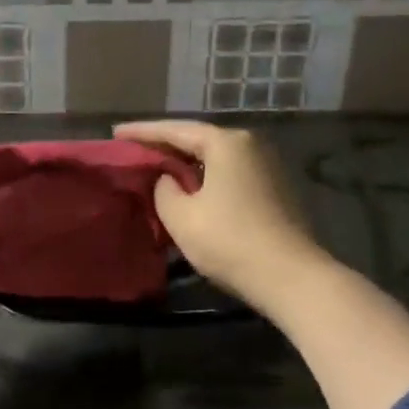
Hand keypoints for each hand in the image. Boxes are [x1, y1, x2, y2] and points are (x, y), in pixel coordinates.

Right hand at [113, 119, 324, 311]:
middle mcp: (250, 145)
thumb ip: (164, 190)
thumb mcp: (181, 216)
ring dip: (186, 163)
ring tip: (156, 168)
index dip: (142, 132)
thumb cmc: (230, 241)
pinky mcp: (275, 190)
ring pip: (215, 158)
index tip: (115, 133)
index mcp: (226, 143)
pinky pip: (229, 174)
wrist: (292, 279)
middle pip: (198, 140)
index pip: (175, 130)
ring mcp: (267, 167)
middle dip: (165, 146)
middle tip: (133, 150)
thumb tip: (169, 180)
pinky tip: (189, 188)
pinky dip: (205, 177)